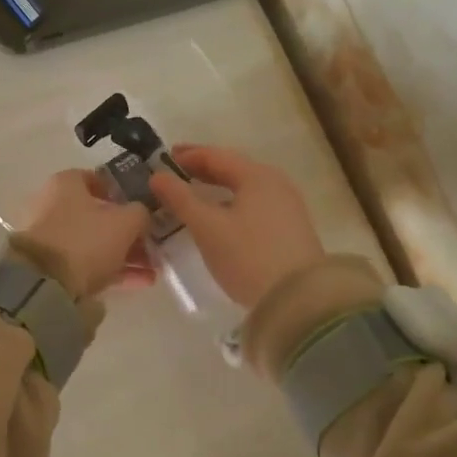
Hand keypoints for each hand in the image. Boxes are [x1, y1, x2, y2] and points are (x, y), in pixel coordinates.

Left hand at [18, 170, 153, 298]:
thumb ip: (140, 213)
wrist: (44, 285)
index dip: (123, 192)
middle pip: (99, 215)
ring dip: (126, 254)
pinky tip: (142, 281)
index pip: (97, 179)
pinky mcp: (52, 267)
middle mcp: (54, 206)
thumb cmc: (86, 240)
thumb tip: (141, 215)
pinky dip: (114, 270)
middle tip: (153, 243)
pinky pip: (89, 264)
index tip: (143, 206)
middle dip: (129, 231)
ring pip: (96, 242)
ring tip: (154, 268)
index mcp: (66, 184)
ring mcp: (52, 238)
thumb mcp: (125, 222)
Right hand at [148, 145, 326, 307]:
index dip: (188, 155)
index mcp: (257, 175)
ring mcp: (288, 207)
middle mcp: (276, 184)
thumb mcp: (208, 227)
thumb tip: (157, 176)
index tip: (162, 159)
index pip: (216, 155)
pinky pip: (255, 206)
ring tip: (193, 197)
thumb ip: (181, 198)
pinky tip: (220, 218)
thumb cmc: (248, 256)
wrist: (299, 301)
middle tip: (174, 176)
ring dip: (217, 190)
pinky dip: (232, 205)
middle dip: (202, 171)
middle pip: (233, 170)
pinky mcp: (291, 230)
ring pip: (245, 189)